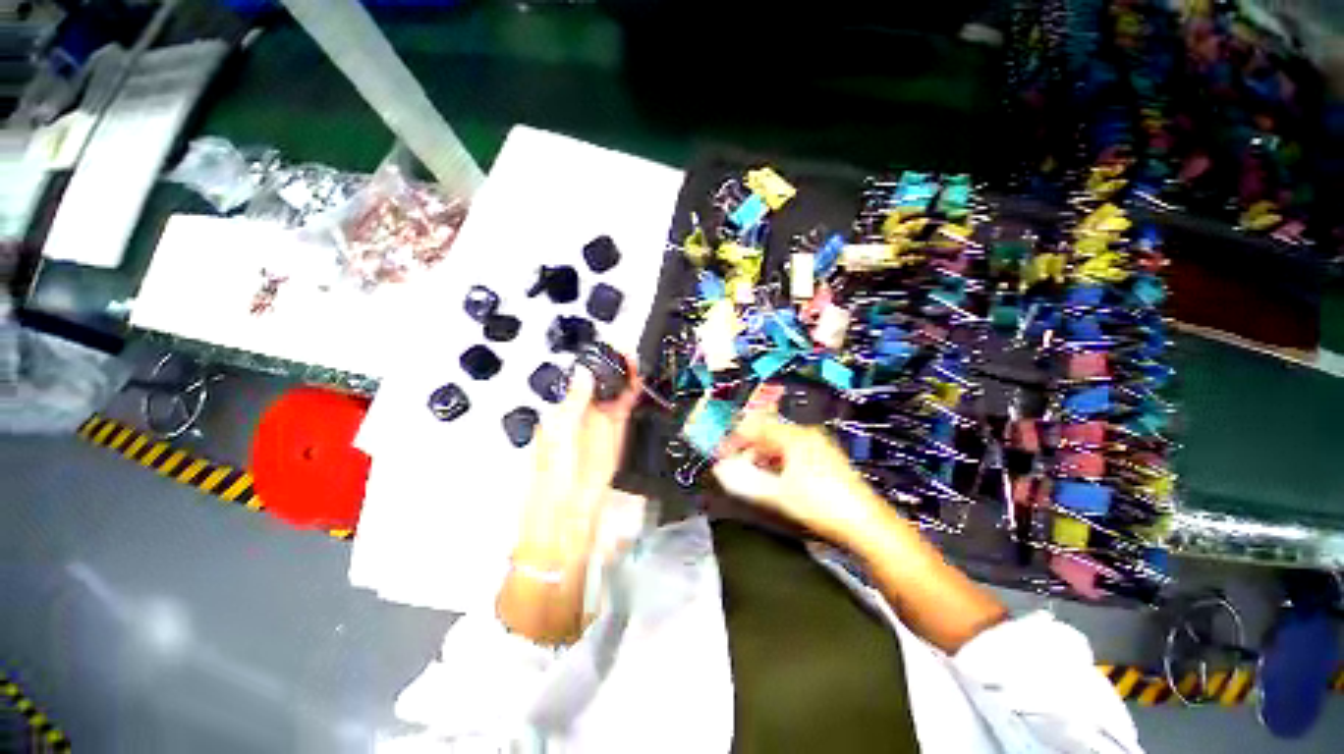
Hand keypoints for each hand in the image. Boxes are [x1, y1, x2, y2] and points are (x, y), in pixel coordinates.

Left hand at [515, 359, 639, 564]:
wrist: (567, 518)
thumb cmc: (553, 478)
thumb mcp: (558, 436)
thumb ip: (574, 403)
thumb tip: (584, 373)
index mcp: (559, 414)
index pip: (579, 383)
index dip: (592, 367)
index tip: (605, 351)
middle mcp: (580, 417)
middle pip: (598, 387)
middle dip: (611, 369)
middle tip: (625, 351)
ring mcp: (600, 427)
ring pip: (613, 396)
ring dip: (623, 379)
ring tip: (634, 360)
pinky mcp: (616, 438)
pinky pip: (624, 412)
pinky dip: (631, 397)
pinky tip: (637, 382)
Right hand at [712, 412, 888, 548]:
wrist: (866, 525)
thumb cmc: (822, 506)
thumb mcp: (778, 495)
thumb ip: (745, 481)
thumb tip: (720, 471)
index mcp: (794, 437)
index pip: (755, 428)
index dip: (734, 440)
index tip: (721, 455)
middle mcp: (807, 435)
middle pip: (767, 434)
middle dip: (748, 450)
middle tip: (734, 469)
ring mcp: (818, 445)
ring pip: (779, 444)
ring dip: (761, 458)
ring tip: (752, 477)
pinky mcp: (825, 458)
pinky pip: (792, 453)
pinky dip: (777, 463)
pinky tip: (774, 479)